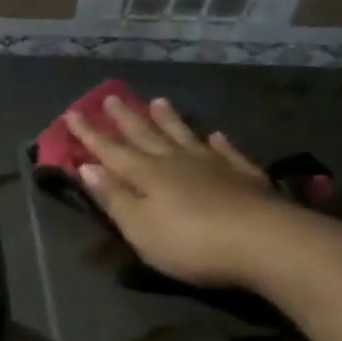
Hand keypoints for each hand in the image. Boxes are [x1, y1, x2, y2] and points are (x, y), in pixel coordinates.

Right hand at [66, 96, 295, 288]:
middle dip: (125, 118)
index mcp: (146, 174)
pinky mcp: (246, 178)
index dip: (89, 134)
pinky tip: (215, 135)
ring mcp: (214, 166)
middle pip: (145, 135)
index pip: (110, 150)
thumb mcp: (139, 227)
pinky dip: (218, 142)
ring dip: (169, 120)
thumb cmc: (192, 242)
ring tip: (158, 101)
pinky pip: (227, 152)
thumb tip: (86, 166)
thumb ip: (114, 197)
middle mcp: (175, 162)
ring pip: (184, 136)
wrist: (269, 243)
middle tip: (110, 97)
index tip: (71, 113)